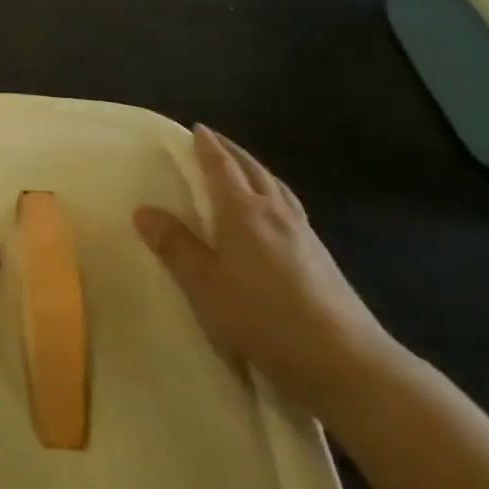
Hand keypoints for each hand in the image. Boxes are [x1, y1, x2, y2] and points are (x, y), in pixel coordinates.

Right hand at [134, 127, 397, 420]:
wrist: (344, 360)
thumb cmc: (262, 317)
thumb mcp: (205, 285)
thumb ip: (175, 246)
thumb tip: (144, 209)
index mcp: (243, 212)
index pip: (222, 168)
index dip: (208, 147)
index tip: (197, 128)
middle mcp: (275, 212)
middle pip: (253, 170)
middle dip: (232, 151)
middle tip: (215, 140)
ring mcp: (303, 233)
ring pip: (276, 187)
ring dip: (256, 169)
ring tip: (244, 167)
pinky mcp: (320, 256)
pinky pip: (290, 207)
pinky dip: (274, 193)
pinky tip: (275, 211)